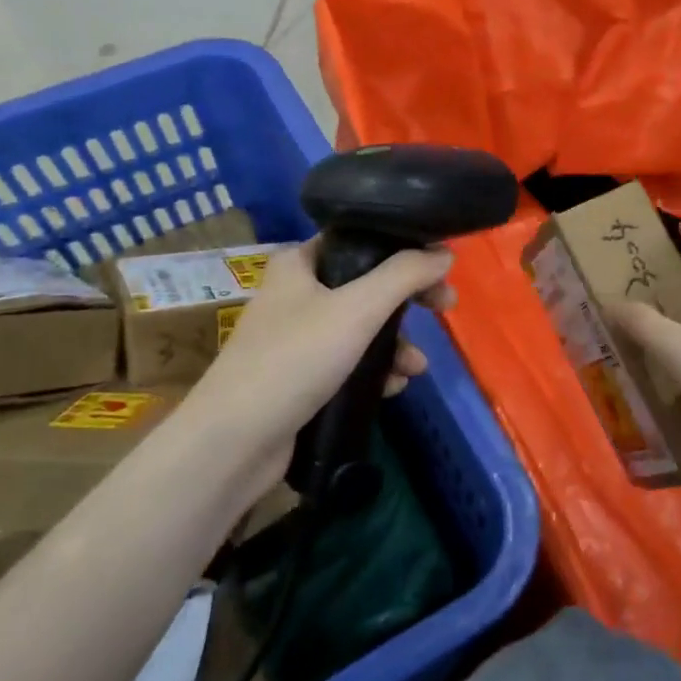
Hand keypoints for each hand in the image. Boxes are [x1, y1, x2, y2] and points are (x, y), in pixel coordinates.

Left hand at [184, 239, 455, 479]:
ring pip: (360, 328)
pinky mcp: (299, 377)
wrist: (235, 440)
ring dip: (395, 344)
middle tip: (445, 308)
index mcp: (298, 263)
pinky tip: (392, 388)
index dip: (403, 250)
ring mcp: (295, 338)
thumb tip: (443, 254)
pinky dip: (373, 370)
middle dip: (407, 303)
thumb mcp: (357, 308)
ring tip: (416, 368)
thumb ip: (404, 276)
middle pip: (366, 285)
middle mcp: (295, 293)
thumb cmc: (295, 359)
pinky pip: (348, 362)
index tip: (439, 269)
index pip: (359, 240)